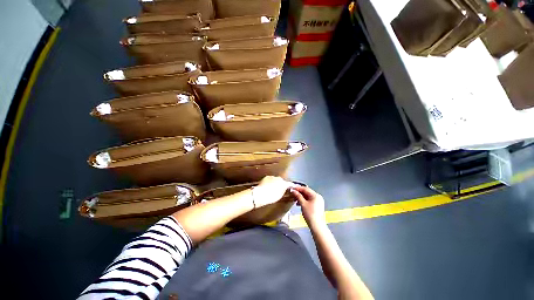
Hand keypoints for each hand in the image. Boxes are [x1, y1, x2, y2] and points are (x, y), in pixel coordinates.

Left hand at [252, 176, 292, 207]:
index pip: (290, 184)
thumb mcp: (280, 195)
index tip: (294, 187)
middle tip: (281, 190)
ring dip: (275, 183)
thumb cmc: (271, 196)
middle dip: (282, 184)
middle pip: (282, 181)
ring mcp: (272, 177)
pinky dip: (270, 182)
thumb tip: (286, 189)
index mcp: (284, 183)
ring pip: (276, 180)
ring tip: (273, 189)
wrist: (260, 194)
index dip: (292, 186)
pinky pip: (270, 179)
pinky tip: (268, 187)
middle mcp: (279, 178)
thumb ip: (284, 191)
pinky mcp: (266, 177)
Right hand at [291, 186, 325, 227]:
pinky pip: (310, 200)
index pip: (305, 189)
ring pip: (308, 196)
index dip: (298, 188)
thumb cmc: (310, 213)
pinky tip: (299, 204)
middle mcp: (318, 196)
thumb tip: (293, 190)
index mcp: (315, 195)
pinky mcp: (317, 205)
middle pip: (307, 192)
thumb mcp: (303, 204)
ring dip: (301, 197)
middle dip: (300, 193)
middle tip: (293, 193)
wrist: (317, 225)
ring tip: (295, 199)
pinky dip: (304, 201)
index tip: (292, 188)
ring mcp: (318, 201)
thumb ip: (298, 196)